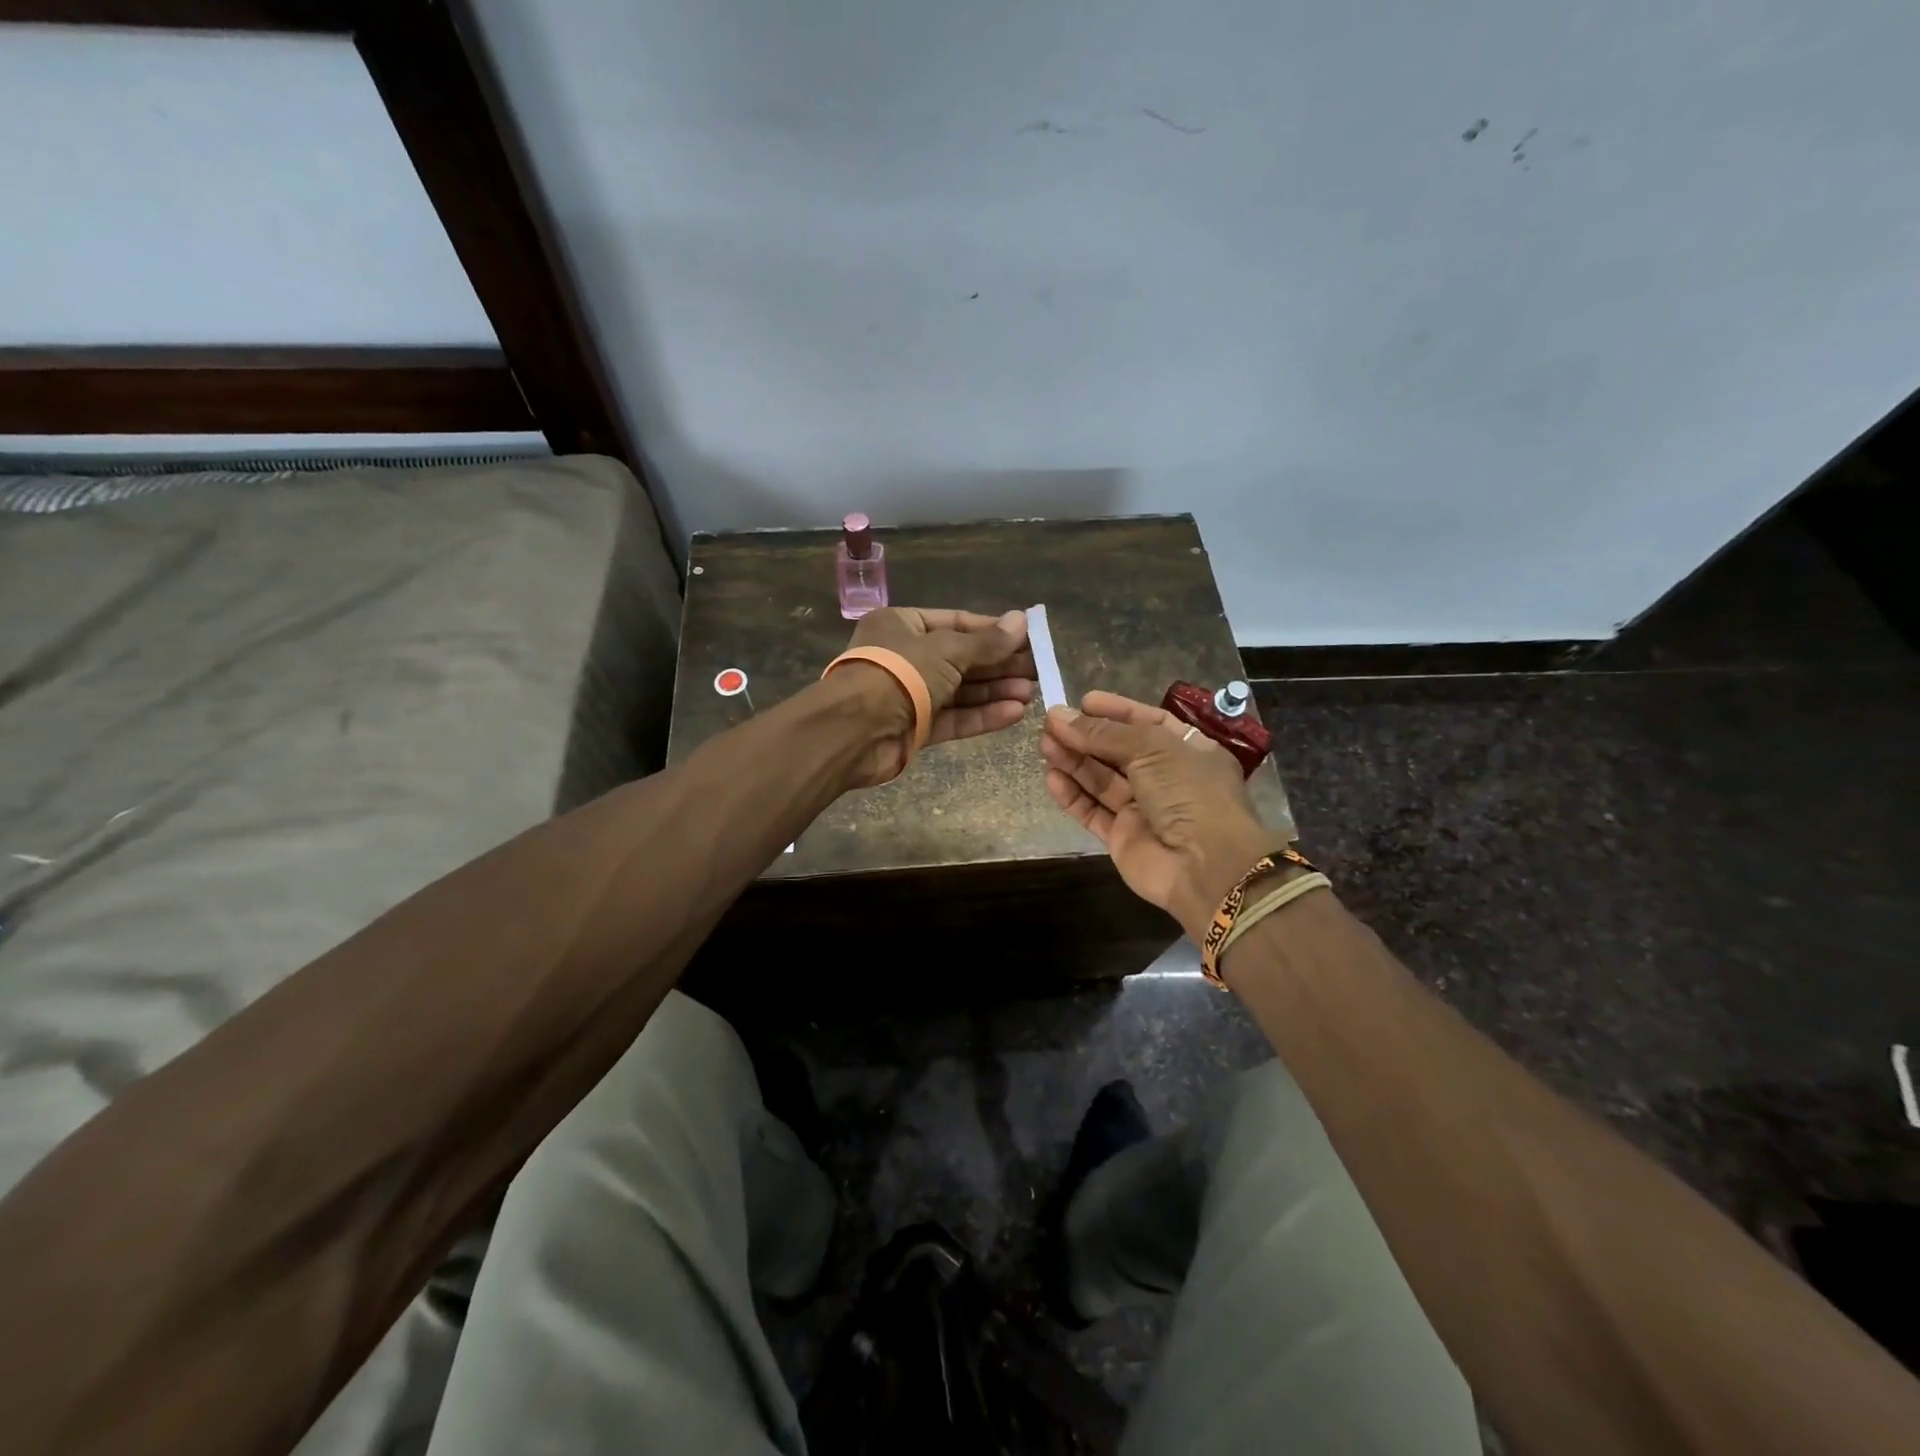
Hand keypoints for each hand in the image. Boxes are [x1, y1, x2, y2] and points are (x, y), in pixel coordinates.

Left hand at [839, 607, 1035, 785]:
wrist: (854, 731)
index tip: (1027, 638)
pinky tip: (1014, 714)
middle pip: (961, 659)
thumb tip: (1022, 620)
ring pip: (960, 691)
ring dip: (995, 691)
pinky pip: (954, 718)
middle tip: (1037, 670)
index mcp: (902, 625)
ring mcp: (910, 695)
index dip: (993, 630)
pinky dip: (982, 716)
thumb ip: (986, 642)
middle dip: (999, 665)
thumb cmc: (899, 673)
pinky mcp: (915, 728)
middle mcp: (906, 657)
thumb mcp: (947, 650)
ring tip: (1032, 693)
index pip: (956, 623)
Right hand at [1040, 691, 1277, 941]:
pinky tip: (1052, 778)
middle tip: (1050, 724)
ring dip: (1074, 761)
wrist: (1205, 866)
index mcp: (1187, 750)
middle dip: (1086, 736)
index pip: (1148, 722)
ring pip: (1102, 780)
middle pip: (1119, 751)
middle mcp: (1166, 778)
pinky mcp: (1123, 837)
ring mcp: (1144, 809)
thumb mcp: (1150, 748)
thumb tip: (1058, 715)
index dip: (1116, 711)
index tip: (1083, 701)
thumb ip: (1103, 733)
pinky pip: (1093, 811)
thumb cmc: (1188, 792)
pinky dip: (1073, 795)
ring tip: (1044, 744)